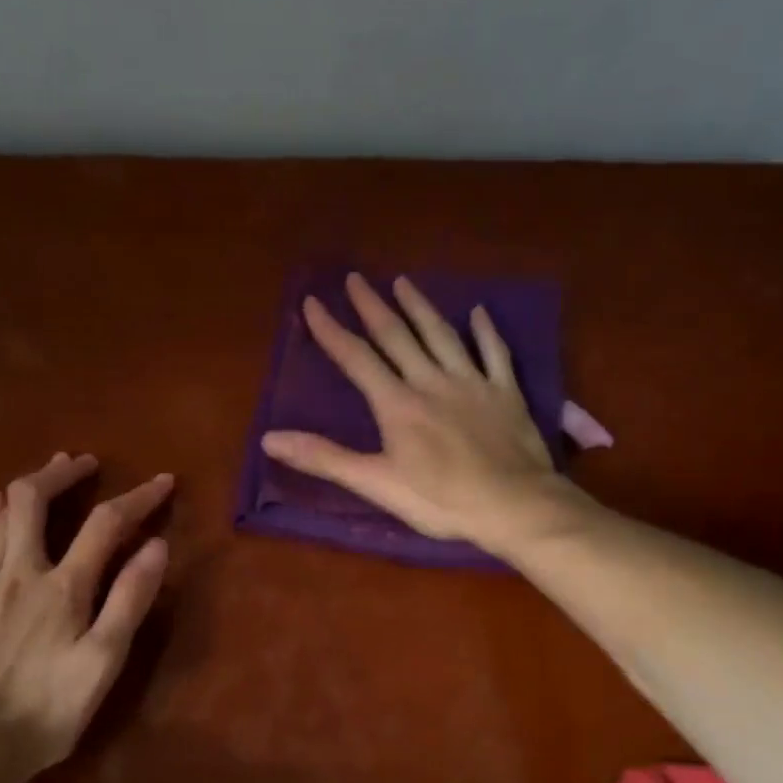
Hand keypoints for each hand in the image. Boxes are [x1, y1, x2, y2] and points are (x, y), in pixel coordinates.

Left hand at [0, 453, 171, 779]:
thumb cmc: (47, 711)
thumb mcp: (103, 662)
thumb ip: (129, 601)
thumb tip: (156, 546)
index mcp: (63, 588)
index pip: (105, 524)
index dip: (137, 497)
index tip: (162, 481)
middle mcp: (17, 573)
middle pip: (34, 501)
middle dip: (63, 473)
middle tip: (85, 463)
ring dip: (26, 489)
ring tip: (47, 474)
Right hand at [261, 273, 565, 552]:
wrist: (512, 505)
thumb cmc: (441, 500)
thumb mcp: (376, 484)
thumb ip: (325, 458)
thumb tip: (270, 439)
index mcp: (397, 404)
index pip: (357, 359)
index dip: (332, 331)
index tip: (312, 302)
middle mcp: (431, 381)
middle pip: (397, 336)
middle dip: (373, 306)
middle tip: (356, 278)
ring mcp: (472, 383)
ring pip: (441, 335)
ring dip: (420, 307)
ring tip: (404, 282)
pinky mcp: (505, 393)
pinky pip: (495, 353)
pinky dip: (486, 331)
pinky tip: (479, 312)